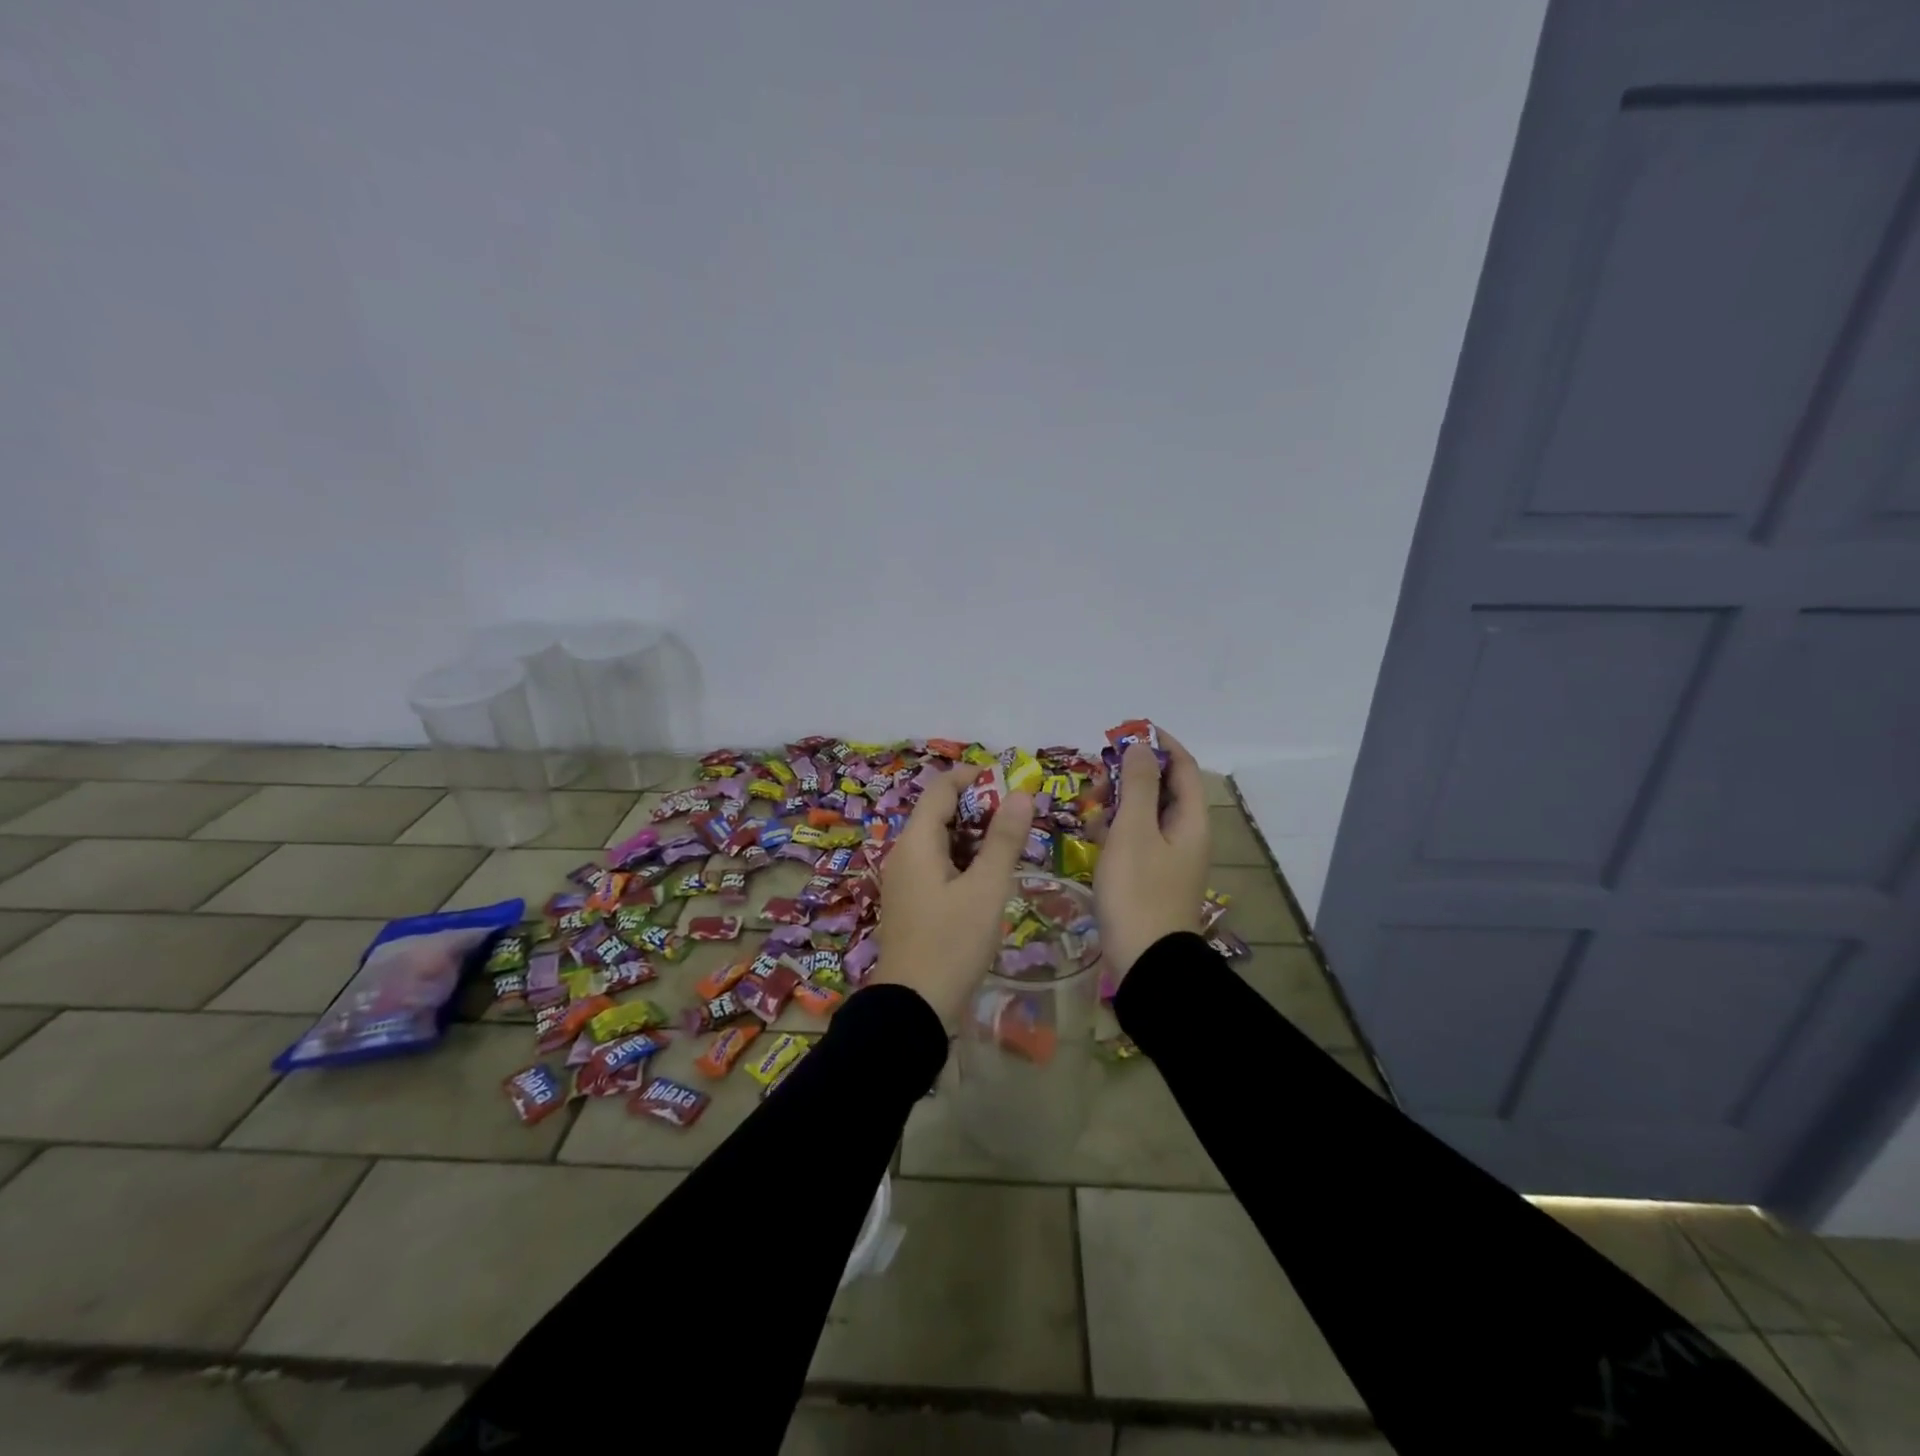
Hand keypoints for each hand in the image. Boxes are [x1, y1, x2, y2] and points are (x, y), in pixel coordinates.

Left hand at [873, 767, 1036, 1027]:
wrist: (912, 1008)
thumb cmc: (952, 943)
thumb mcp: (986, 889)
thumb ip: (1004, 839)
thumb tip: (1020, 793)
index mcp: (916, 841)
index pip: (941, 787)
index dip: (975, 777)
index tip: (1012, 781)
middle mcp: (904, 852)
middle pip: (940, 811)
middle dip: (980, 807)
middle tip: (1020, 816)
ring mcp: (905, 878)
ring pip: (941, 840)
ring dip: (974, 835)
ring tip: (1012, 843)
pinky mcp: (911, 901)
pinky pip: (937, 864)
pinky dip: (964, 859)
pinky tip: (989, 875)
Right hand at [1093, 730, 1210, 978]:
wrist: (1145, 960)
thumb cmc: (1138, 890)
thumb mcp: (1133, 831)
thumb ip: (1137, 785)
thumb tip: (1140, 746)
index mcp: (1191, 819)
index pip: (1183, 766)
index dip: (1159, 744)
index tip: (1126, 732)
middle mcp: (1186, 833)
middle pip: (1162, 788)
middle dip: (1130, 775)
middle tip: (1098, 777)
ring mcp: (1169, 856)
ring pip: (1145, 813)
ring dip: (1119, 802)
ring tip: (1090, 808)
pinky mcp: (1151, 874)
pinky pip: (1136, 838)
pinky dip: (1117, 829)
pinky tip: (1093, 836)